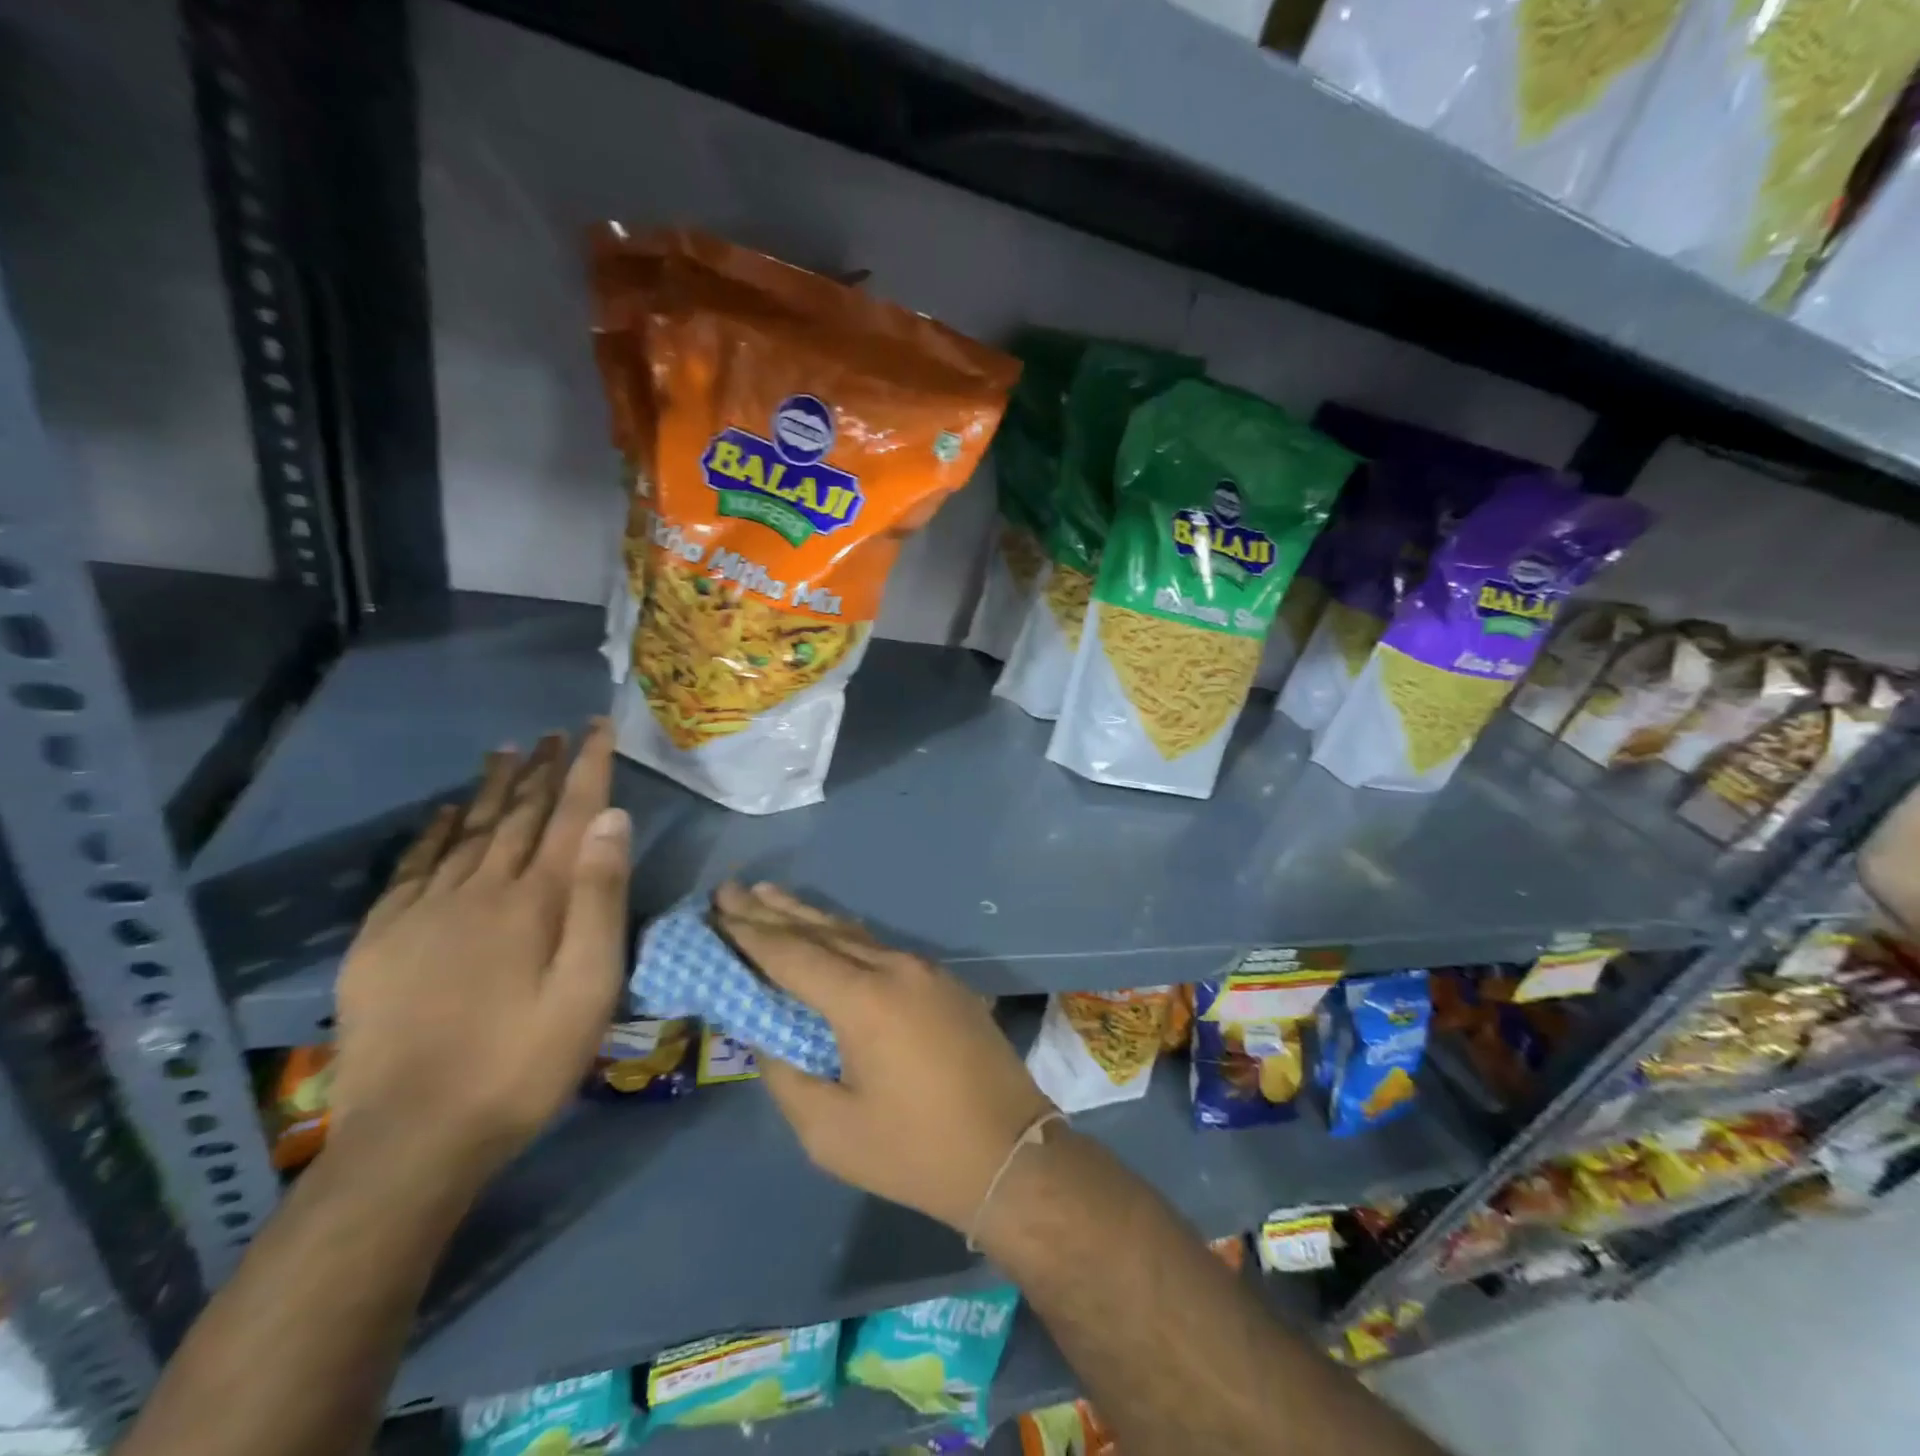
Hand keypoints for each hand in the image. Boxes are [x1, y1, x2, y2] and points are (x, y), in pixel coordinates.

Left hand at [327, 721, 632, 1182]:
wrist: (413, 1139)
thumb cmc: (524, 1063)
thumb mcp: (590, 988)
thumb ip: (602, 901)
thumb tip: (612, 820)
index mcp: (534, 901)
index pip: (570, 815)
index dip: (587, 768)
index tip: (598, 729)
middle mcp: (479, 890)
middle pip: (519, 815)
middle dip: (543, 770)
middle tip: (557, 734)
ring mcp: (423, 912)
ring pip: (468, 832)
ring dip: (493, 789)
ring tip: (508, 752)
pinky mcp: (382, 940)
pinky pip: (413, 868)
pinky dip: (435, 833)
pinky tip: (447, 814)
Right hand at [713, 882, 1052, 1232]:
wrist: (1011, 1153)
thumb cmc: (915, 1151)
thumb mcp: (831, 1130)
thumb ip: (787, 1074)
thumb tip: (767, 1034)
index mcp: (864, 999)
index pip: (792, 954)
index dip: (749, 932)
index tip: (716, 908)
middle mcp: (894, 967)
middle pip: (821, 931)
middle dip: (771, 911)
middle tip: (730, 889)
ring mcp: (924, 969)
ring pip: (854, 933)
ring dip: (808, 916)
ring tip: (769, 895)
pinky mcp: (943, 981)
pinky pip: (880, 947)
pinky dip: (843, 936)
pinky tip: (827, 932)